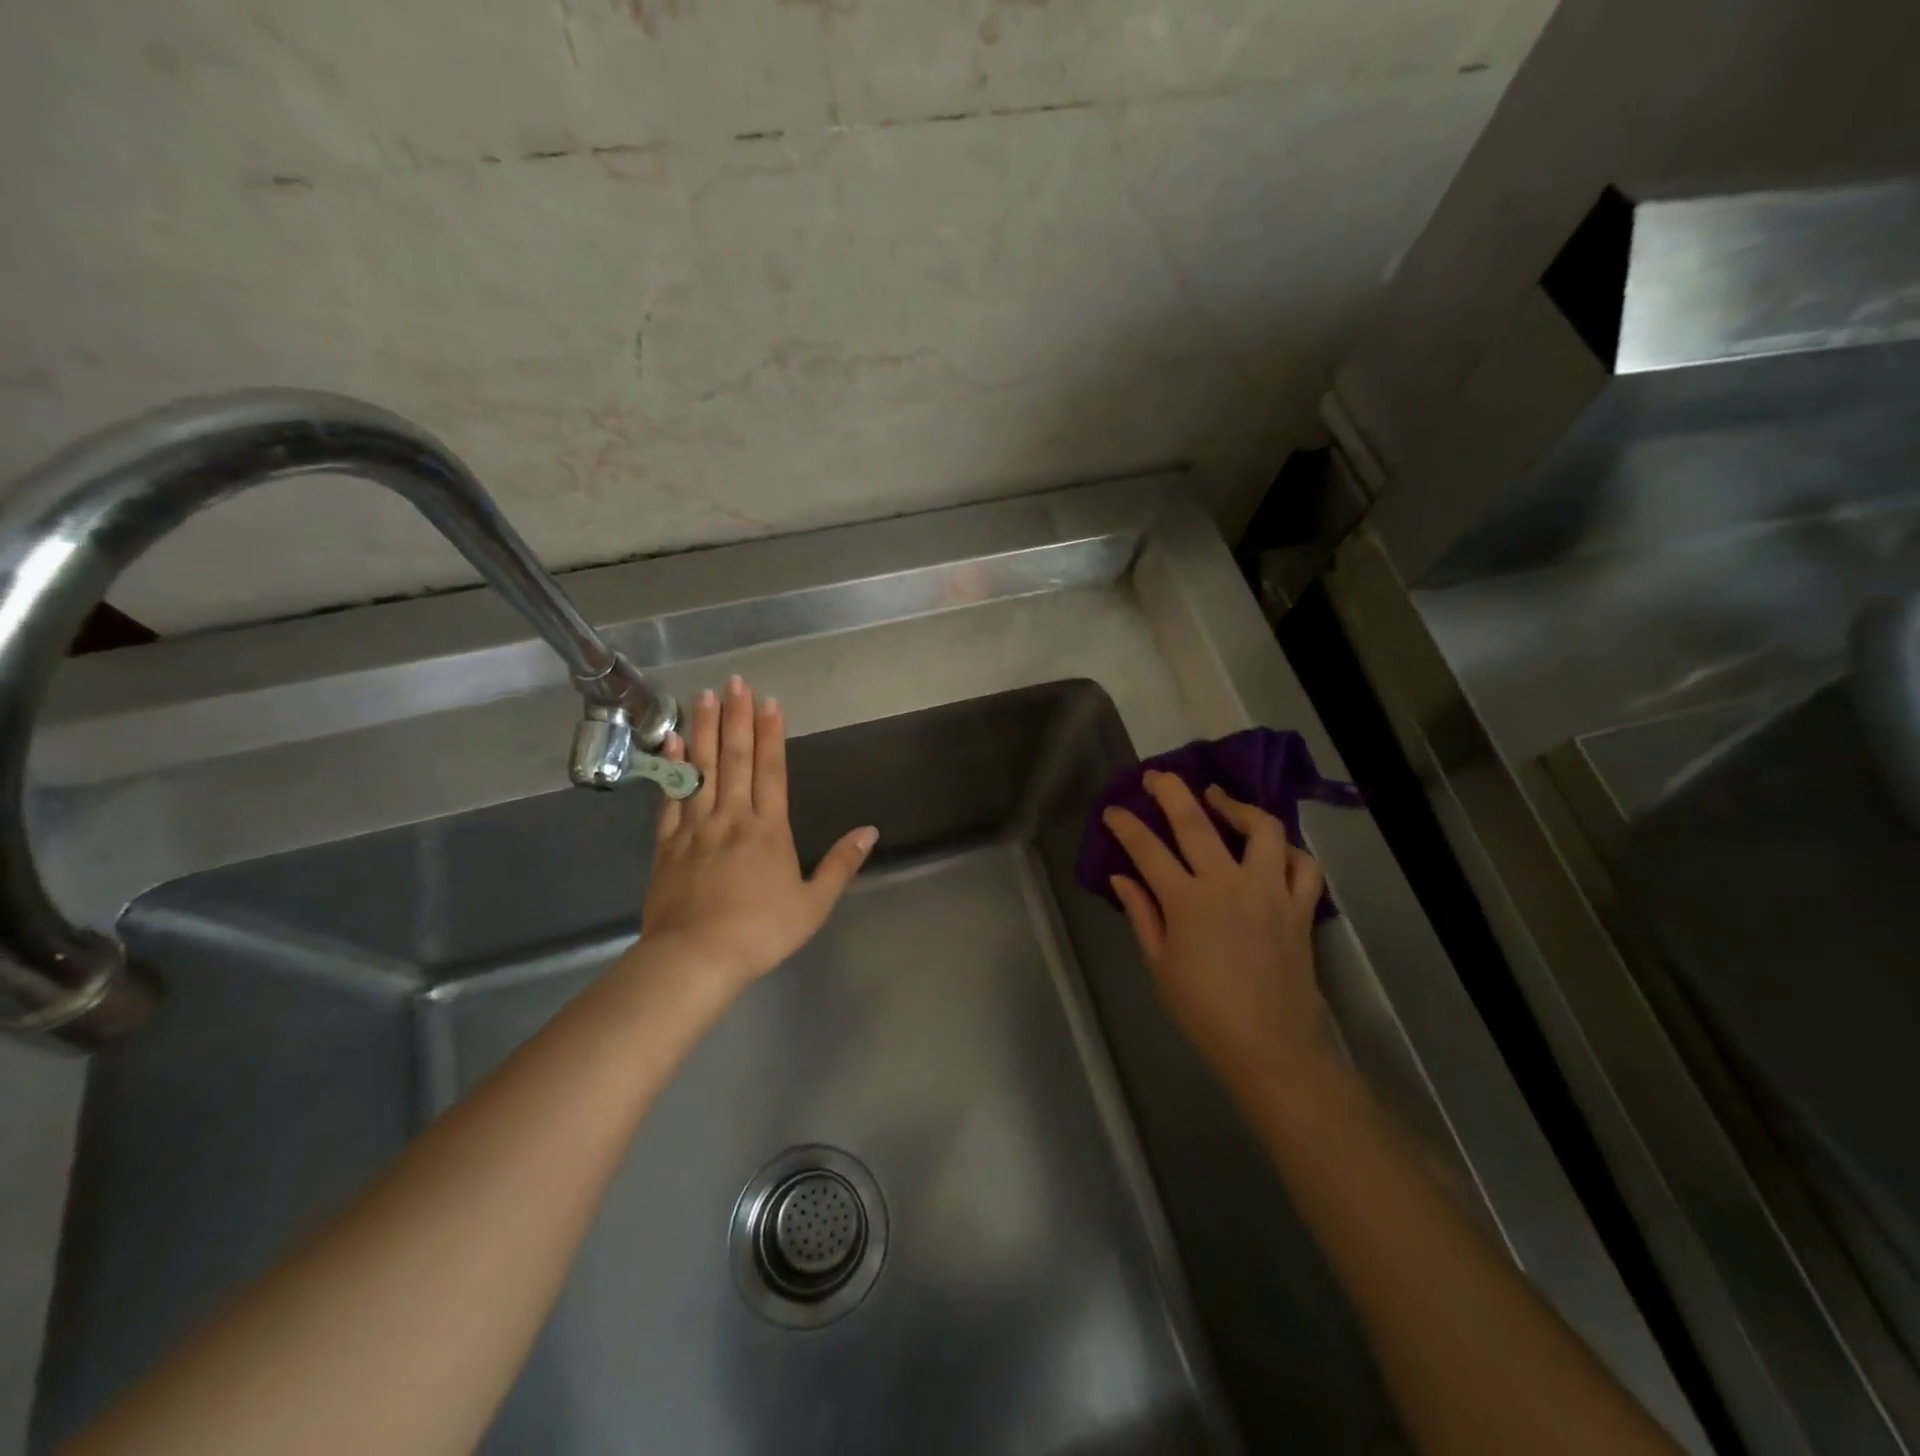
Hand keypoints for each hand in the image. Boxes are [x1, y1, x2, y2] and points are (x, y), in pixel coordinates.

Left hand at [635, 676, 876, 994]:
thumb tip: (870, 831)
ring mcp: (696, 827)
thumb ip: (841, 864)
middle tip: (735, 682)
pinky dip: (673, 767)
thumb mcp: (813, 904)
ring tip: (705, 697)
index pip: (771, 771)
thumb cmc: (761, 932)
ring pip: (702, 769)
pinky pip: (671, 797)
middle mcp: (732, 818)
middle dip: (737, 718)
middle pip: (735, 759)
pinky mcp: (668, 843)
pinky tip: (673, 743)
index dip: (771, 736)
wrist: (696, 958)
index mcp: (768, 829)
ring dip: (704, 730)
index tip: (769, 703)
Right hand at [1104, 772, 1333, 1102]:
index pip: (1147, 849)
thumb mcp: (1160, 965)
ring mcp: (1269, 891)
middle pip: (1195, 822)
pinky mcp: (1299, 907)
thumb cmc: (1205, 1011)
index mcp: (1186, 902)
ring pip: (1260, 829)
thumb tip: (1122, 878)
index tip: (1113, 810)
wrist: (1271, 1046)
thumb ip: (1143, 914)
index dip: (1126, 825)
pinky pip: (1302, 865)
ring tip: (1218, 799)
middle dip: (1170, 791)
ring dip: (1236, 805)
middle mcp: (1228, 884)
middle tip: (1156, 776)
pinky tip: (1271, 846)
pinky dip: (1288, 849)